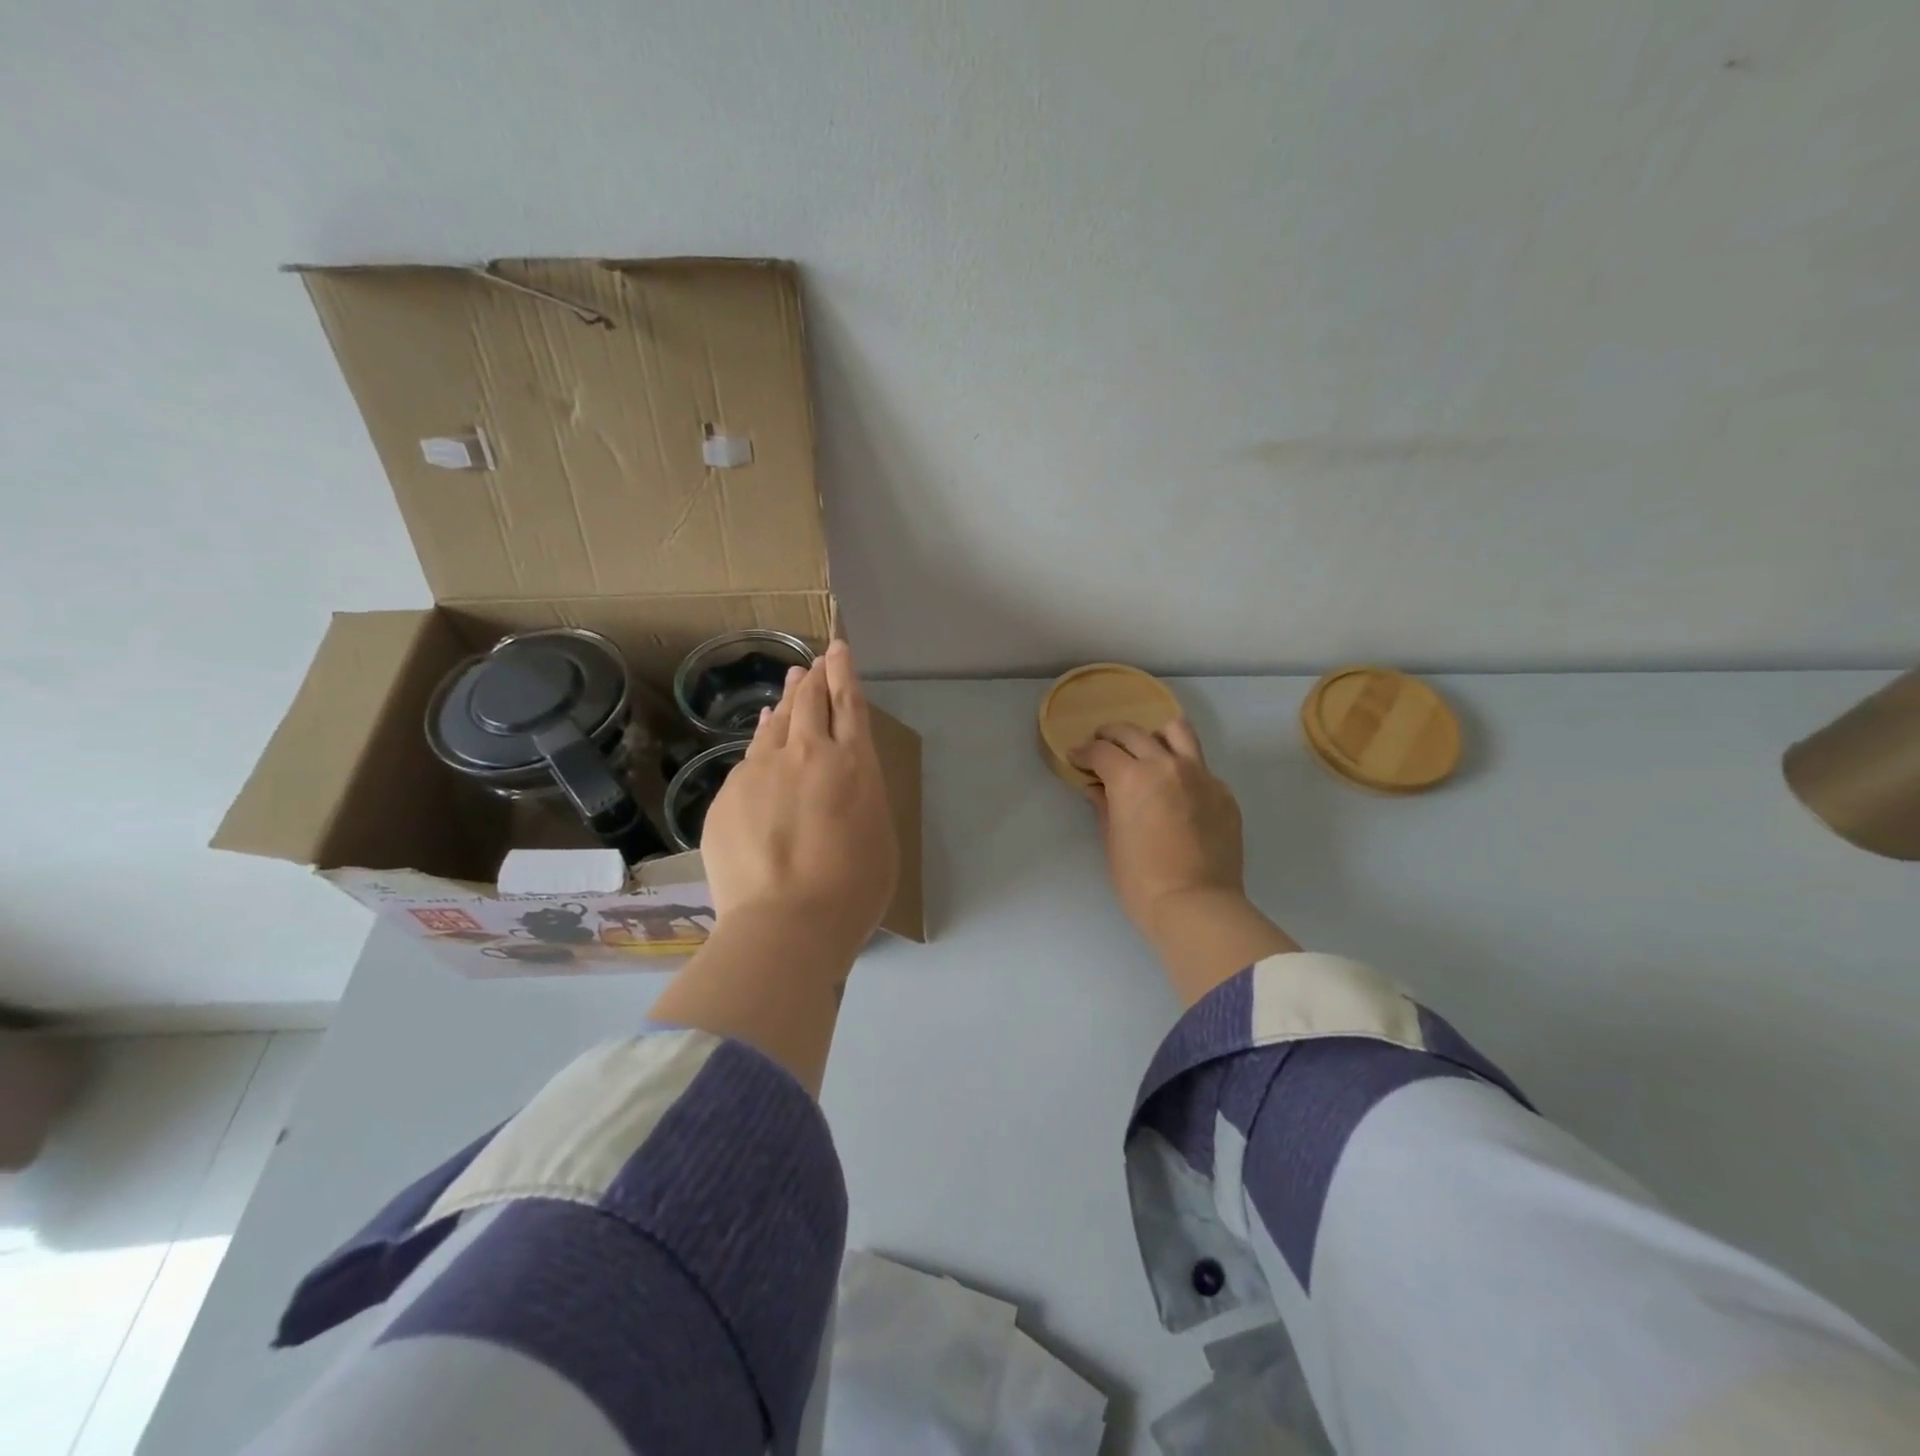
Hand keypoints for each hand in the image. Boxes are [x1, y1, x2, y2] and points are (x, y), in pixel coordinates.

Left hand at [700, 639, 899, 953]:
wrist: (786, 923)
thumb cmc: (852, 890)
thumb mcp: (878, 835)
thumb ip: (861, 796)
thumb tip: (842, 779)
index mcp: (854, 764)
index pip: (849, 704)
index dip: (844, 672)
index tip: (838, 649)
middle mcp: (808, 754)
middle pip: (811, 702)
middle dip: (816, 677)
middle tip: (816, 661)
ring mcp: (763, 770)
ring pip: (778, 722)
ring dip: (788, 699)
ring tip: (793, 682)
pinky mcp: (730, 792)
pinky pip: (750, 753)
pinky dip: (761, 736)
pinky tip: (763, 731)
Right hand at [1071, 720, 1245, 936]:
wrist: (1197, 906)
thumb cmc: (1141, 881)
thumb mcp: (1112, 842)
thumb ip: (1105, 807)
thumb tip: (1098, 789)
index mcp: (1132, 777)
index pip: (1102, 751)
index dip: (1084, 752)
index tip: (1076, 758)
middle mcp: (1167, 766)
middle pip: (1134, 733)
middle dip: (1111, 735)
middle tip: (1102, 746)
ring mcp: (1201, 776)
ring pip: (1177, 732)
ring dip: (1155, 736)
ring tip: (1147, 751)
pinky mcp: (1223, 793)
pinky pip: (1200, 767)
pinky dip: (1182, 769)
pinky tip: (1176, 792)